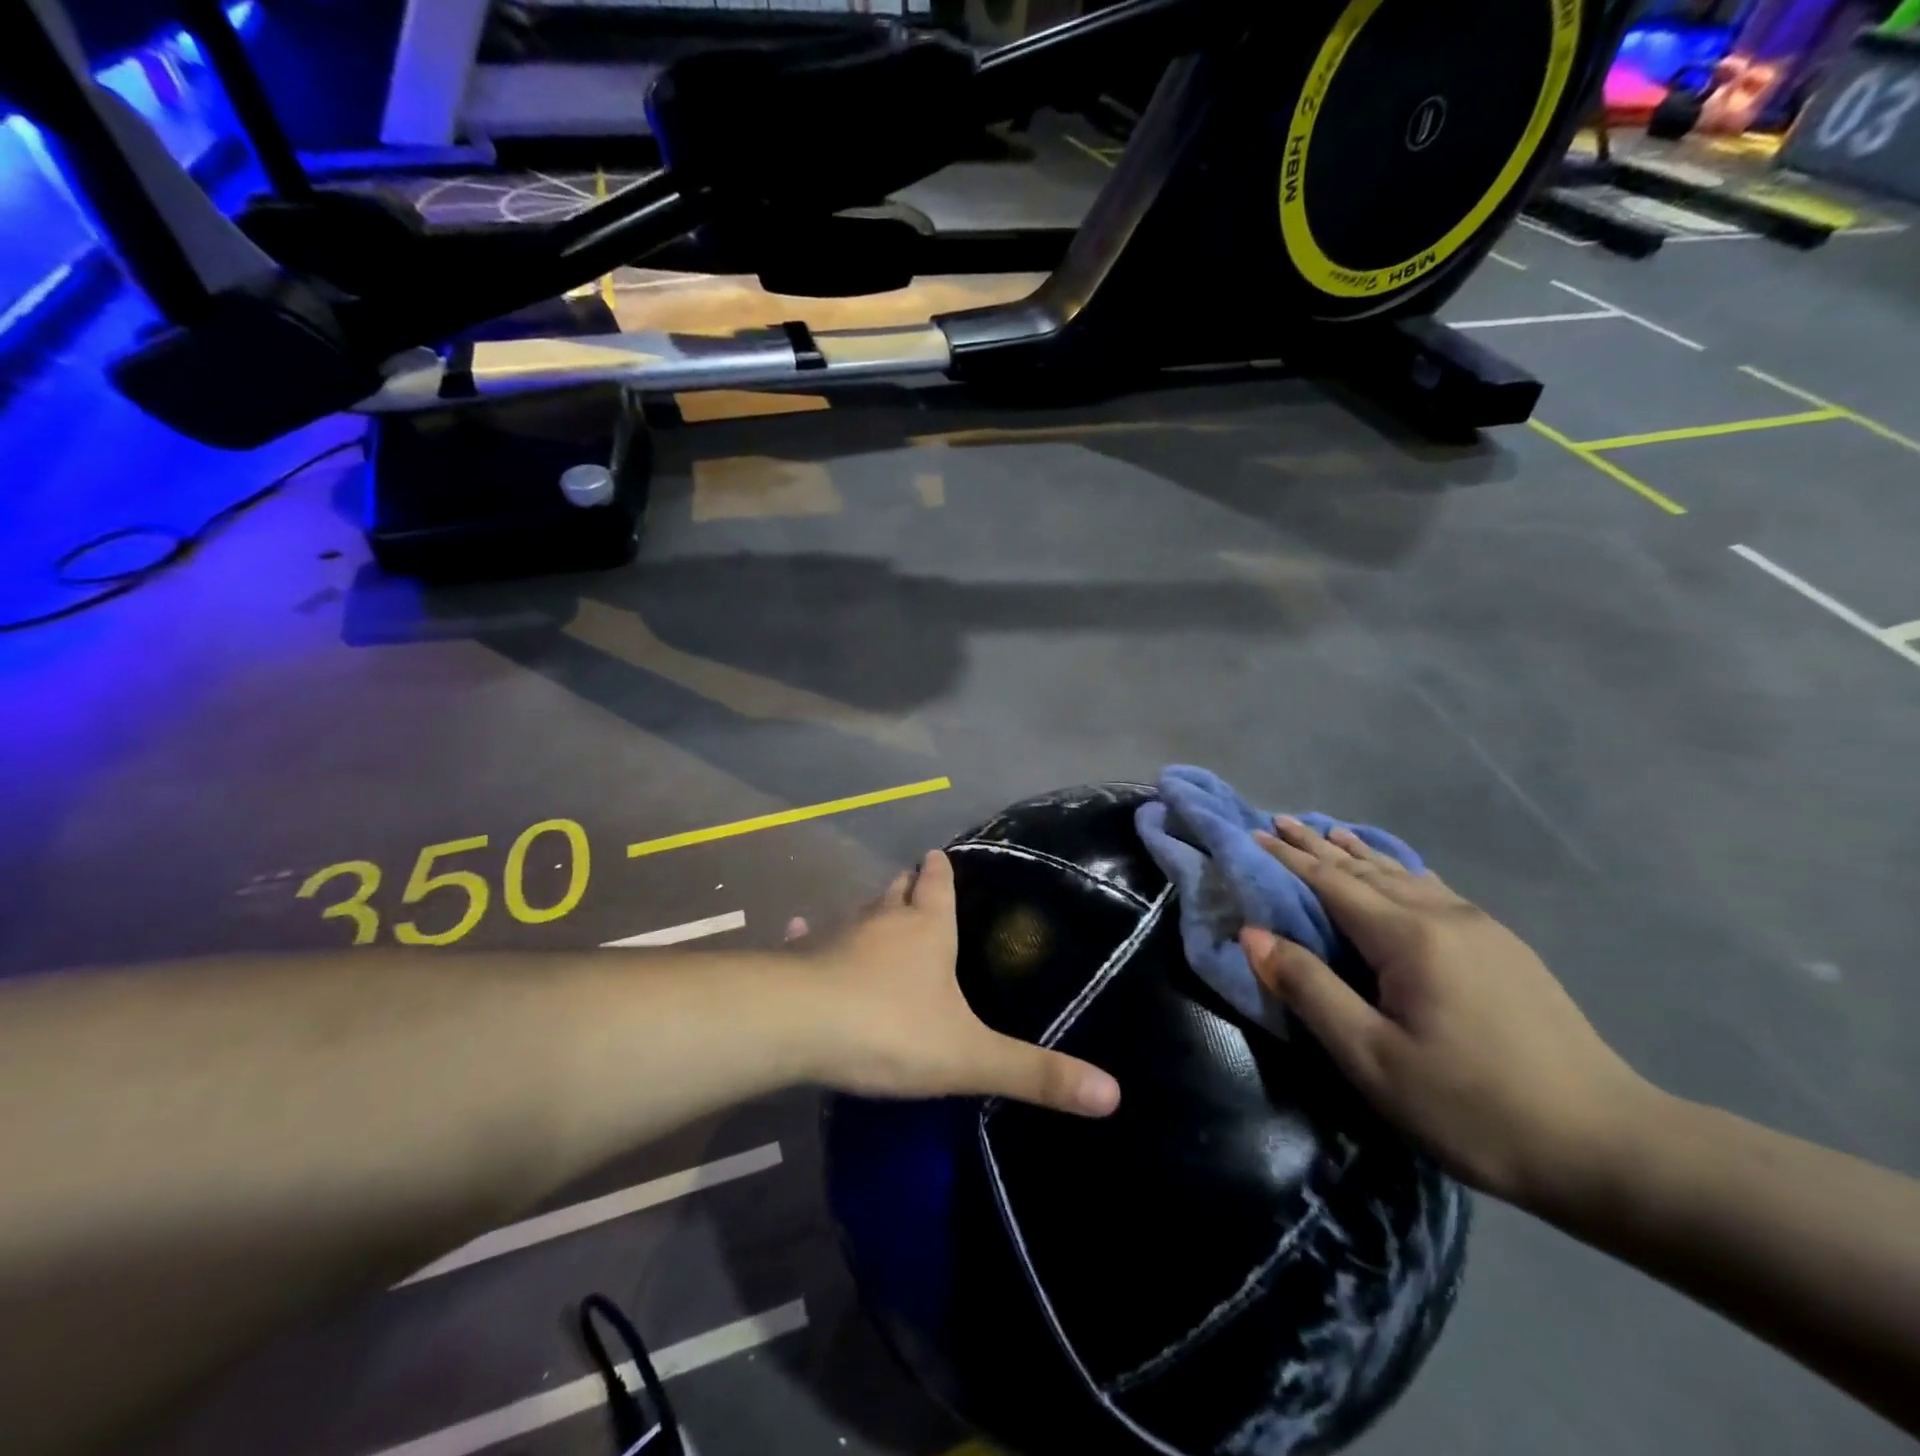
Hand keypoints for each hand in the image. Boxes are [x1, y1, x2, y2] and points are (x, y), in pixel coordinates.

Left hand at [807, 851, 1120, 1117]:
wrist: (798, 1027)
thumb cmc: (891, 1029)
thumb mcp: (970, 1056)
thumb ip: (1035, 1073)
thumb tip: (1113, 1094)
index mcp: (927, 928)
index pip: (938, 884)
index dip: (941, 870)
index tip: (939, 855)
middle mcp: (882, 919)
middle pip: (897, 891)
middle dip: (908, 886)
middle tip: (914, 884)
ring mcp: (836, 935)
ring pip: (859, 912)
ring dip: (870, 912)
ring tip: (877, 914)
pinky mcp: (800, 958)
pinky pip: (808, 940)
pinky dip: (810, 936)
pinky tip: (800, 931)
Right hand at [1240, 818, 1657, 1212]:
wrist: (1609, 1145)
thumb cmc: (1472, 1106)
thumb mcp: (1372, 1058)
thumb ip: (1309, 989)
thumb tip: (1253, 935)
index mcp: (1408, 937)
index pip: (1331, 883)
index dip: (1289, 859)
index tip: (1253, 834)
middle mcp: (1444, 916)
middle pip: (1366, 870)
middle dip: (1318, 845)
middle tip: (1280, 820)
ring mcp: (1482, 929)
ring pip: (1405, 875)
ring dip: (1360, 853)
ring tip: (1330, 831)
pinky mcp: (1505, 949)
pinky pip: (1435, 890)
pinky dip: (1401, 871)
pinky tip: (1402, 871)